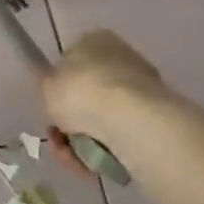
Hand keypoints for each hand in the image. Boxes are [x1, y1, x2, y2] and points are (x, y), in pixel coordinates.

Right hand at [41, 29, 166, 149]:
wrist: (128, 119)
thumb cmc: (80, 91)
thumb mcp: (47, 85)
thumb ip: (51, 87)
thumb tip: (59, 92)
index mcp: (94, 40)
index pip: (72, 62)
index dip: (59, 89)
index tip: (52, 108)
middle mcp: (121, 58)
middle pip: (88, 94)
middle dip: (72, 120)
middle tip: (59, 138)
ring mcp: (141, 88)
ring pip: (102, 119)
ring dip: (82, 141)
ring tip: (72, 157)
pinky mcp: (156, 118)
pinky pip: (120, 135)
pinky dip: (103, 151)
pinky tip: (91, 163)